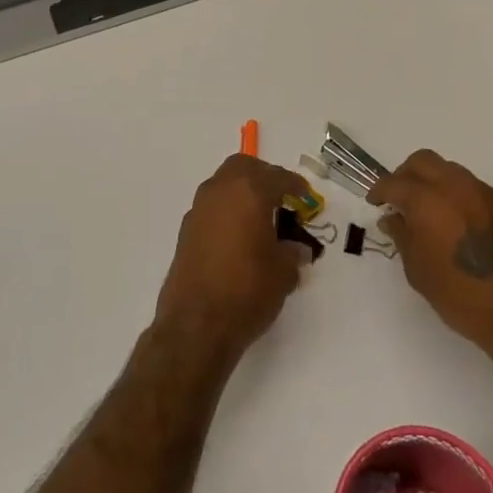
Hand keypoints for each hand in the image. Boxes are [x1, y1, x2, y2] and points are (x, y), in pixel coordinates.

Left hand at [155, 154, 310, 356]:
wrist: (196, 324)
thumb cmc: (247, 290)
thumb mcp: (284, 273)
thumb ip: (293, 252)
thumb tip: (296, 248)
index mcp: (248, 191)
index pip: (277, 177)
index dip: (296, 186)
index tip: (306, 197)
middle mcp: (220, 191)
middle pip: (244, 167)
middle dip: (264, 177)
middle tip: (282, 198)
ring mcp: (198, 209)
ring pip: (224, 184)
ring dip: (243, 192)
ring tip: (261, 219)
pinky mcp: (186, 230)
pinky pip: (212, 206)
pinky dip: (228, 211)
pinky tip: (239, 236)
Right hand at [369, 150, 492, 358]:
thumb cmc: (462, 297)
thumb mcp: (419, 271)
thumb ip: (403, 237)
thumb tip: (393, 218)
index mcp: (428, 200)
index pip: (395, 183)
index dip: (380, 191)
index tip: (375, 203)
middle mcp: (455, 186)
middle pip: (422, 161)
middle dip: (405, 175)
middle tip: (399, 199)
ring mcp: (484, 192)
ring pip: (449, 170)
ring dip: (432, 182)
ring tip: (428, 210)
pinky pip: (471, 187)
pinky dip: (456, 195)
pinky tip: (455, 222)